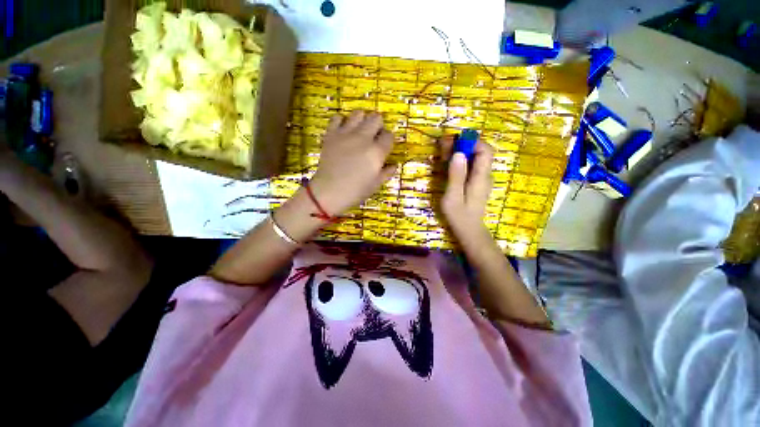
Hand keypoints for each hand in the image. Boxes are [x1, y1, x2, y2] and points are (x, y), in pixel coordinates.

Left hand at [309, 111, 396, 215]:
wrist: (329, 191)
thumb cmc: (355, 191)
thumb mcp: (375, 184)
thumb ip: (387, 172)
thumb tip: (395, 165)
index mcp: (376, 152)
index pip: (389, 135)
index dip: (388, 140)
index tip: (385, 146)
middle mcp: (363, 138)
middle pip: (376, 118)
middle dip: (378, 126)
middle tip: (374, 136)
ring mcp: (346, 134)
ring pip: (358, 113)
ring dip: (362, 120)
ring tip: (360, 131)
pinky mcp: (331, 134)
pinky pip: (338, 117)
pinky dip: (342, 121)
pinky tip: (343, 130)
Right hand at [439, 135, 493, 240]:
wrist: (468, 230)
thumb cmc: (459, 216)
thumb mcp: (453, 197)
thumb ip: (456, 176)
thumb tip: (459, 154)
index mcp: (481, 178)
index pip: (485, 151)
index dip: (472, 142)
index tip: (453, 142)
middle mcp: (484, 175)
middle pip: (478, 152)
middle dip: (461, 145)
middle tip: (442, 146)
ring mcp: (480, 178)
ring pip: (473, 158)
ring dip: (458, 152)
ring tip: (441, 153)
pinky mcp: (475, 182)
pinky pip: (469, 166)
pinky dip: (458, 161)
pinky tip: (447, 164)